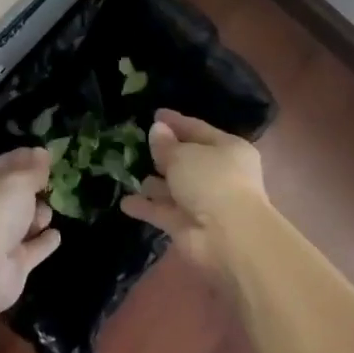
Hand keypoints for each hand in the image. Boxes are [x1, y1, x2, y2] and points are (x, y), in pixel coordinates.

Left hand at [0, 147, 62, 317]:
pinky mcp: (11, 265)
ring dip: (38, 216)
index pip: (3, 164)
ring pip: (22, 221)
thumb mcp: (18, 179)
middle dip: (32, 190)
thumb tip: (43, 152)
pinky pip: (32, 248)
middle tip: (51, 184)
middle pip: (13, 194)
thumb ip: (33, 168)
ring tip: (43, 216)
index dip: (25, 159)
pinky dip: (43, 242)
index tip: (47, 156)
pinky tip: (55, 235)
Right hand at [120, 108, 269, 275]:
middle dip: (164, 154)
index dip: (176, 122)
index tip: (155, 114)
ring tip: (129, 173)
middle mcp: (218, 174)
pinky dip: (146, 207)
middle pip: (186, 160)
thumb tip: (157, 130)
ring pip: (174, 188)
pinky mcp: (187, 227)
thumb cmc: (212, 181)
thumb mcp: (184, 155)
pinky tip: (125, 203)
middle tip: (138, 144)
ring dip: (154, 183)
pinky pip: (163, 211)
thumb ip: (166, 144)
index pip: (198, 129)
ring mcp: (203, 202)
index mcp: (227, 149)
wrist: (228, 238)